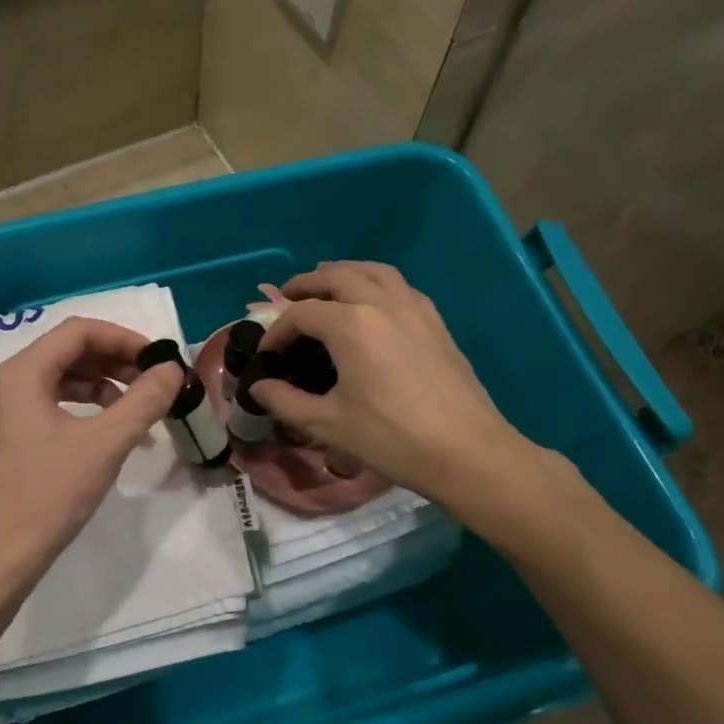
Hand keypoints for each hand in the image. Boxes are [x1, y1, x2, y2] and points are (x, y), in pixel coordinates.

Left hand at [0, 318, 183, 610]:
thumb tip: (172, 369)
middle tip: (155, 383)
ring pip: (60, 382)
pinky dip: (85, 412)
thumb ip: (143, 401)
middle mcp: (7, 385)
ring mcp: (4, 415)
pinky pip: (50, 408)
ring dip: (103, 387)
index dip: (124, 338)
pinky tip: (111, 435)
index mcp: (21, 374)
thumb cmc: (47, 495)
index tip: (159, 360)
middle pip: (68, 353)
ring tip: (139, 410)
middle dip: (115, 362)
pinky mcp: (8, 441)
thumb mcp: (104, 445)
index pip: (78, 332)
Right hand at [250, 262, 543, 503]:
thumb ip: (286, 401)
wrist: (466, 451)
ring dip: (344, 273)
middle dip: (306, 285)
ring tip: (327, 286)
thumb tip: (258, 387)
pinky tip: (373, 305)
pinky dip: (376, 283)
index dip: (277, 332)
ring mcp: (414, 308)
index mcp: (350, 325)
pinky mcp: (436, 322)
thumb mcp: (328, 424)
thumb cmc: (391, 438)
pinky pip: (400, 286)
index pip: (300, 313)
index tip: (267, 355)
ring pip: (373, 271)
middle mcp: (381, 304)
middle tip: (286, 299)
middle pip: (336, 276)